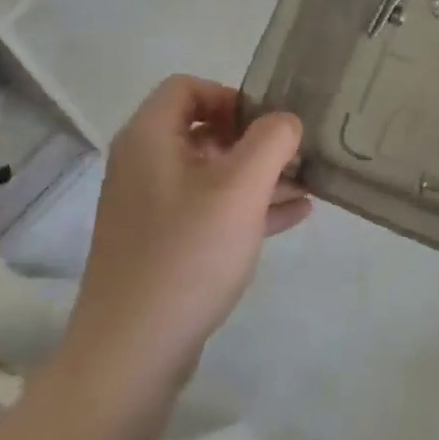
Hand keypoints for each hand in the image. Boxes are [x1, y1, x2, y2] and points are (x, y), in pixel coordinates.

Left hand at [63, 77, 308, 387]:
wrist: (132, 352)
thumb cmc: (188, 254)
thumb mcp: (240, 188)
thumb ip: (271, 141)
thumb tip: (285, 121)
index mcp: (149, 138)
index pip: (188, 87)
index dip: (231, 96)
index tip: (268, 125)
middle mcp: (143, 165)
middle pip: (203, 130)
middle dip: (254, 139)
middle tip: (295, 155)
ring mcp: (150, 208)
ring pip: (210, 173)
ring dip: (257, 175)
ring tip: (306, 184)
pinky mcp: (161, 244)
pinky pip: (208, 210)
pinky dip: (245, 206)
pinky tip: (293, 215)